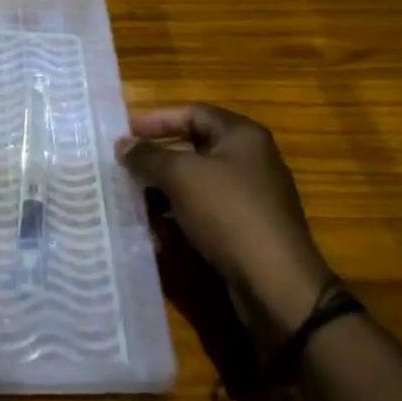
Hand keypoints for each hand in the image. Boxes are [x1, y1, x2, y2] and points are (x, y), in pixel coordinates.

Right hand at [119, 104, 331, 332]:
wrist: (278, 287)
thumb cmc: (229, 213)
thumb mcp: (181, 176)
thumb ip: (148, 156)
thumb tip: (123, 145)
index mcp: (242, 136)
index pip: (192, 113)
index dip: (156, 119)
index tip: (125, 133)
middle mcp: (250, 161)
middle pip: (193, 149)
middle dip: (157, 159)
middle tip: (124, 167)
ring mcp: (250, 199)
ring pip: (196, 185)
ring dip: (164, 192)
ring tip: (132, 201)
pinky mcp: (246, 233)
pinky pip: (205, 215)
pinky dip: (180, 219)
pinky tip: (156, 233)